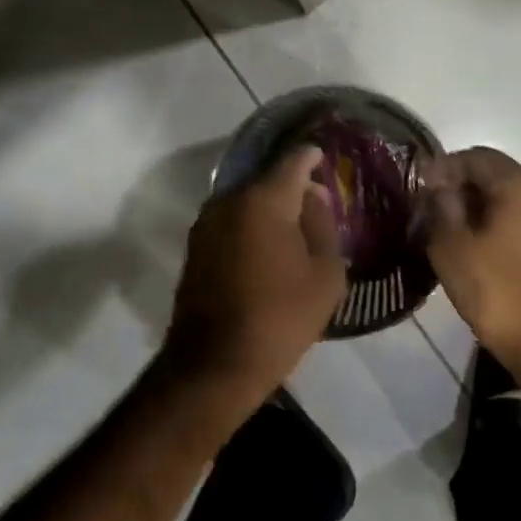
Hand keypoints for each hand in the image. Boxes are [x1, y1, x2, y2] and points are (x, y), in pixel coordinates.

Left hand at [164, 147, 346, 411]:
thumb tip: (314, 197)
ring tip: (293, 227)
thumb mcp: (325, 275)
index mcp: (264, 200)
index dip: (311, 157)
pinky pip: (231, 222)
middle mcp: (230, 200)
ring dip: (269, 208)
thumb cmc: (280, 318)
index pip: (293, 162)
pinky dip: (250, 226)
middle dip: (291, 186)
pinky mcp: (195, 246)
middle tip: (316, 201)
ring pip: (246, 201)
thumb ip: (323, 226)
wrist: (215, 364)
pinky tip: (266, 247)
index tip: (323, 157)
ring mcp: (207, 222)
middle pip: (267, 180)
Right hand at [423, 147, 520, 370]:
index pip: (477, 156)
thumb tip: (439, 185)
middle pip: (497, 174)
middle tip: (431, 211)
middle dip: (461, 186)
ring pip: (511, 197)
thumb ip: (441, 205)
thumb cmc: (497, 291)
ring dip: (480, 206)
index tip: (420, 190)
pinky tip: (478, 248)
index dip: (444, 167)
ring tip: (451, 231)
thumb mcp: (452, 246)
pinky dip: (499, 223)